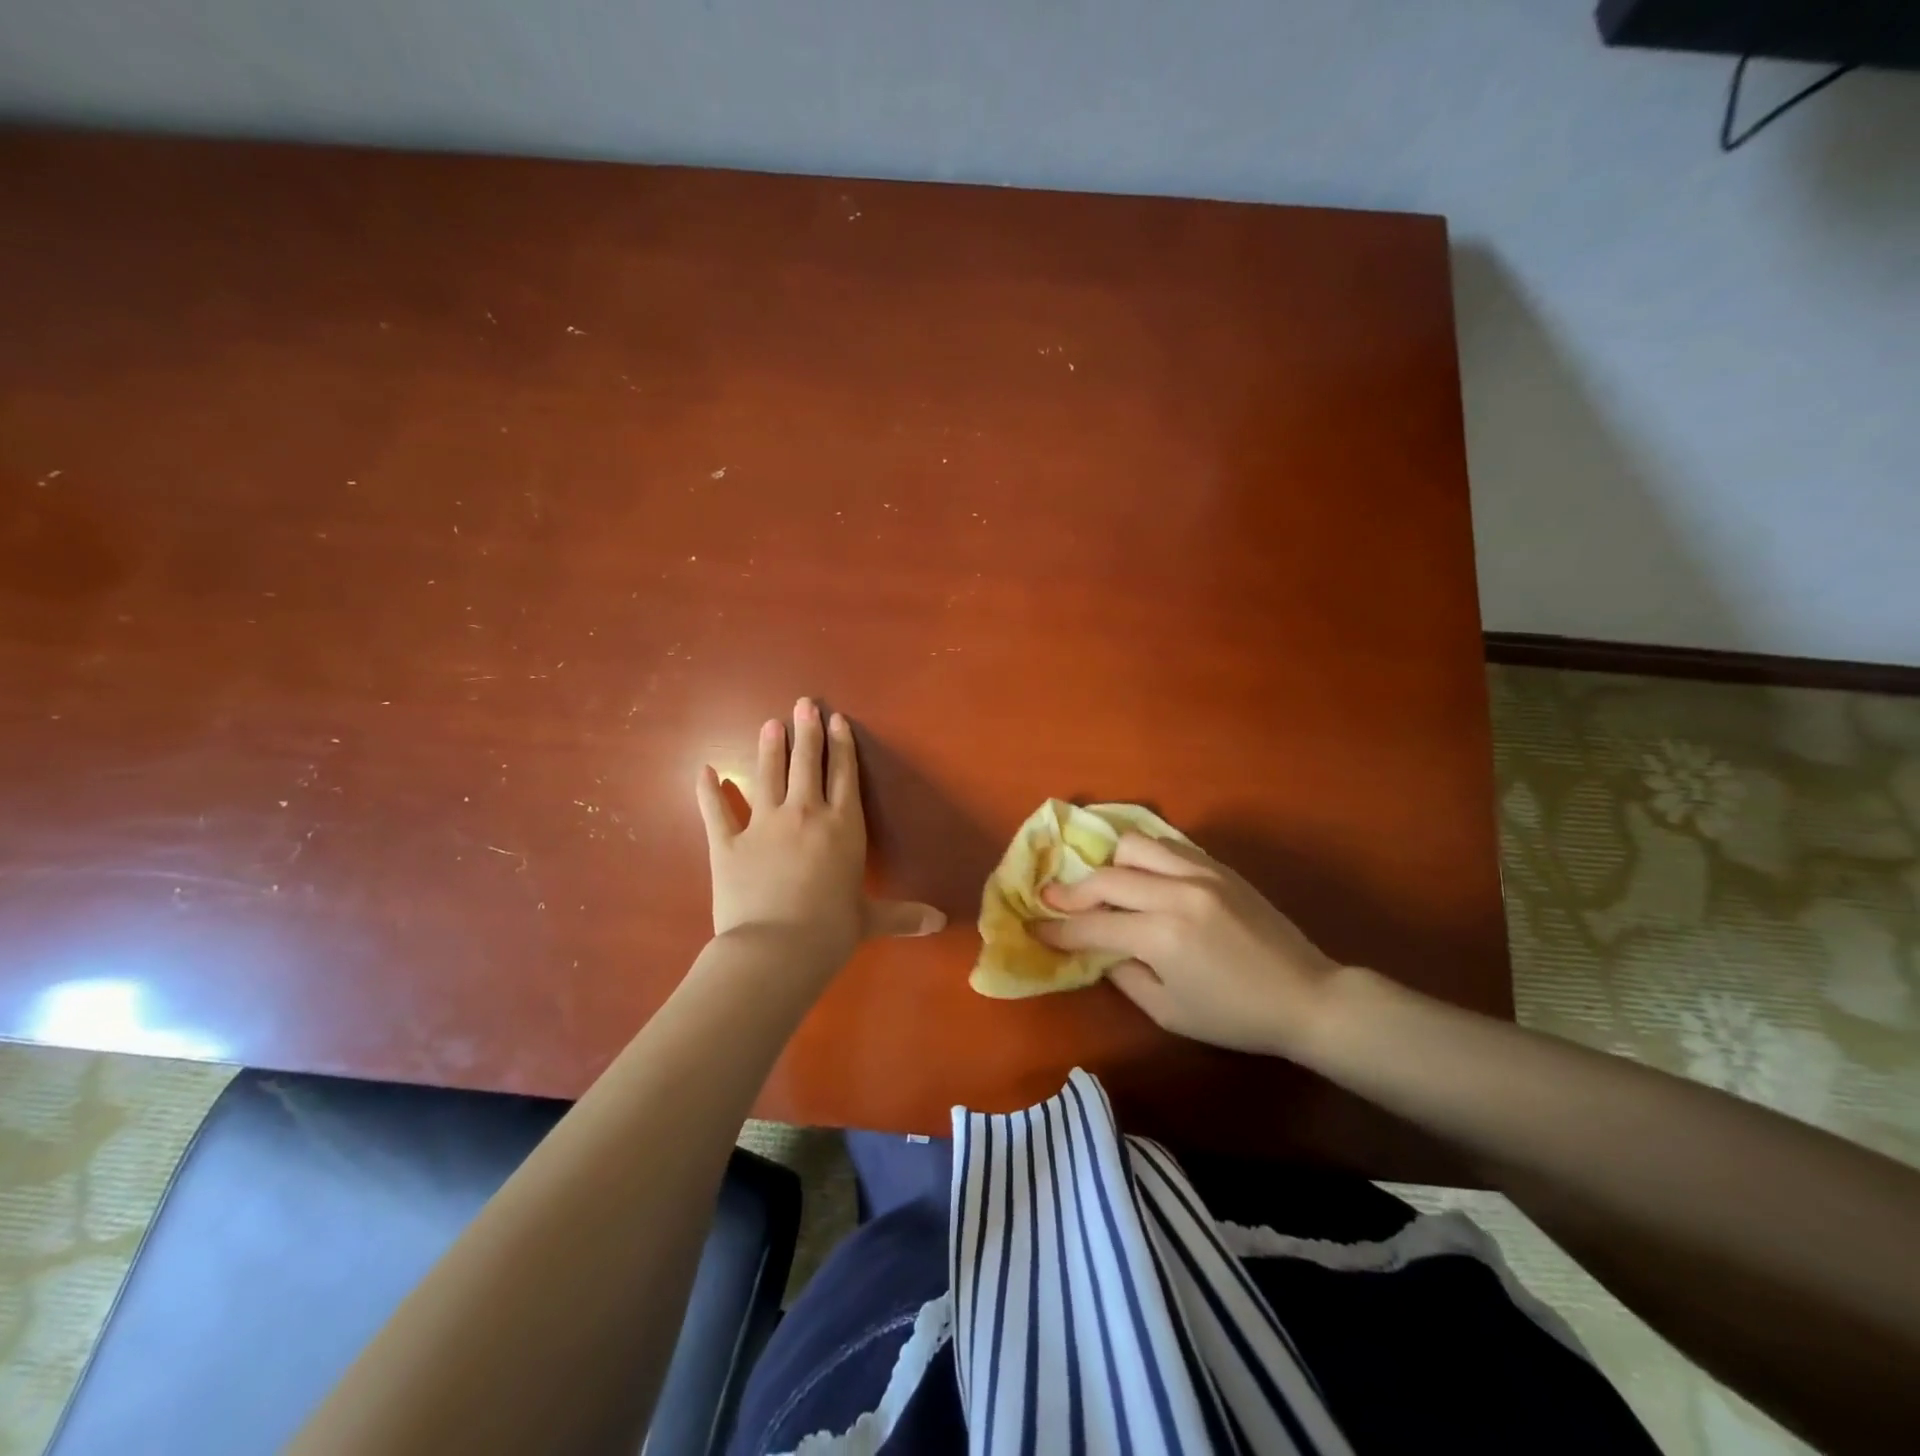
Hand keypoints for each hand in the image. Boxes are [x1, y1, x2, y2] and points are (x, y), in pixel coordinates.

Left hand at [695, 699, 944, 972]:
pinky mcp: (728, 843)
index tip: (836, 720)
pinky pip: (715, 811)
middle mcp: (805, 814)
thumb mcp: (870, 920)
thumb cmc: (831, 932)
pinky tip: (705, 770)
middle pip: (807, 764)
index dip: (841, 746)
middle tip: (803, 704)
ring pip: (767, 775)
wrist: (776, 949)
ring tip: (770, 724)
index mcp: (842, 827)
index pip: (844, 776)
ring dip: (769, 748)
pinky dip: (708, 790)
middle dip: (806, 732)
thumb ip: (904, 915)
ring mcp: (763, 825)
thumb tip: (941, 922)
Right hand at [1034, 833, 1342, 1057]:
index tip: (1035, 926)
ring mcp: (1199, 873)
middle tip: (1053, 901)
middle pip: (1105, 878)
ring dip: (1109, 865)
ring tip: (1103, 885)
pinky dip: (1143, 856)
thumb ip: (1124, 975)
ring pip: (1134, 846)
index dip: (1058, 928)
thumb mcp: (1169, 1012)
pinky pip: (1168, 844)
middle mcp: (1175, 893)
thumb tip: (1098, 950)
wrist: (1306, 996)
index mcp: (1161, 936)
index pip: (1093, 926)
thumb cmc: (1235, 1016)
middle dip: (1071, 892)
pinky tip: (1140, 874)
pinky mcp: (1218, 866)